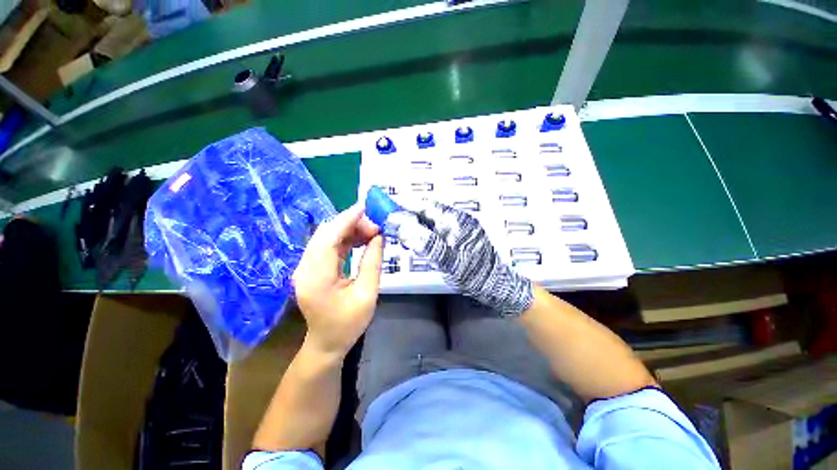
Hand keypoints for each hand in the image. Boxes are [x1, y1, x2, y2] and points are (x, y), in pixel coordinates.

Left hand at [293, 204, 383, 358]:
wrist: (326, 343)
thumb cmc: (348, 324)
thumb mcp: (367, 294)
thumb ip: (373, 262)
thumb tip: (379, 236)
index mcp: (316, 277)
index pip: (329, 238)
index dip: (347, 219)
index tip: (366, 207)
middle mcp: (305, 267)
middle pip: (326, 233)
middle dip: (351, 223)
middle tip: (376, 225)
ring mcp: (306, 267)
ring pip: (327, 237)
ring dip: (350, 229)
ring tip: (373, 231)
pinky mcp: (312, 267)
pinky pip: (329, 245)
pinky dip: (346, 238)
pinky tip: (362, 238)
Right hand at [402, 201, 533, 315]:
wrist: (495, 285)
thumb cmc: (472, 274)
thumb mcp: (447, 259)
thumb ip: (424, 241)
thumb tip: (399, 224)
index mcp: (455, 220)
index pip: (425, 206)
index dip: (406, 205)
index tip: (388, 208)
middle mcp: (458, 218)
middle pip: (428, 210)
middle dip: (408, 214)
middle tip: (390, 221)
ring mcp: (460, 226)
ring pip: (432, 219)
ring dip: (415, 222)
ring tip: (400, 230)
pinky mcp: (460, 234)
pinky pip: (437, 227)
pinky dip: (424, 230)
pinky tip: (417, 238)